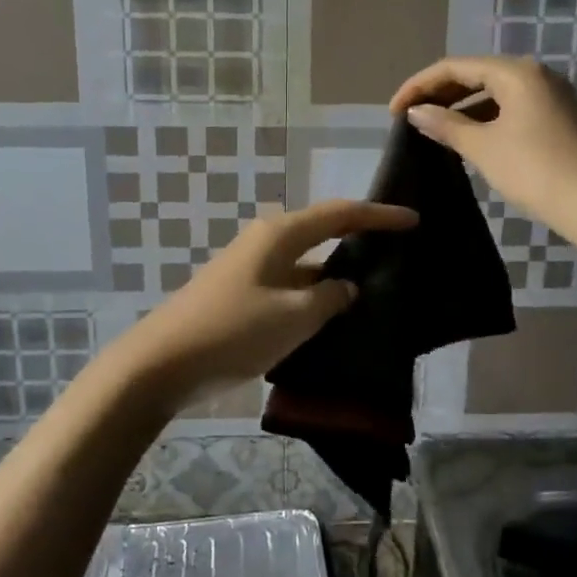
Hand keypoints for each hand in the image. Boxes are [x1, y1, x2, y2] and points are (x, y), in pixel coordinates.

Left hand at [108, 199, 417, 409]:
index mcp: (279, 235)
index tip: (414, 219)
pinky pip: (291, 288)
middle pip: (322, 233)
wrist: (163, 362)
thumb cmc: (232, 330)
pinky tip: (334, 320)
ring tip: (377, 291)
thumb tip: (347, 287)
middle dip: (359, 241)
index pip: (340, 214)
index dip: (378, 215)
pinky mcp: (243, 296)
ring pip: (307, 265)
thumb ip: (329, 298)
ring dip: (336, 276)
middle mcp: (266, 243)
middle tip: (399, 253)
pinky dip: (314, 298)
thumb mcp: (292, 316)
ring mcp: (252, 270)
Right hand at [391, 56, 576, 244]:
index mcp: (515, 72)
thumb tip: (416, 112)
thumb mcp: (483, 147)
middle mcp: (535, 75)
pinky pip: (510, 107)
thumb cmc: (534, 170)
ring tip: (433, 129)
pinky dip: (484, 118)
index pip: (454, 66)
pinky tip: (468, 138)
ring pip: (493, 92)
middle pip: (475, 74)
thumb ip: (446, 125)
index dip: (419, 85)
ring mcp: (550, 96)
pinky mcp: (557, 118)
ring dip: (461, 107)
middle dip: (440, 93)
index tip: (393, 111)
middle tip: (410, 117)